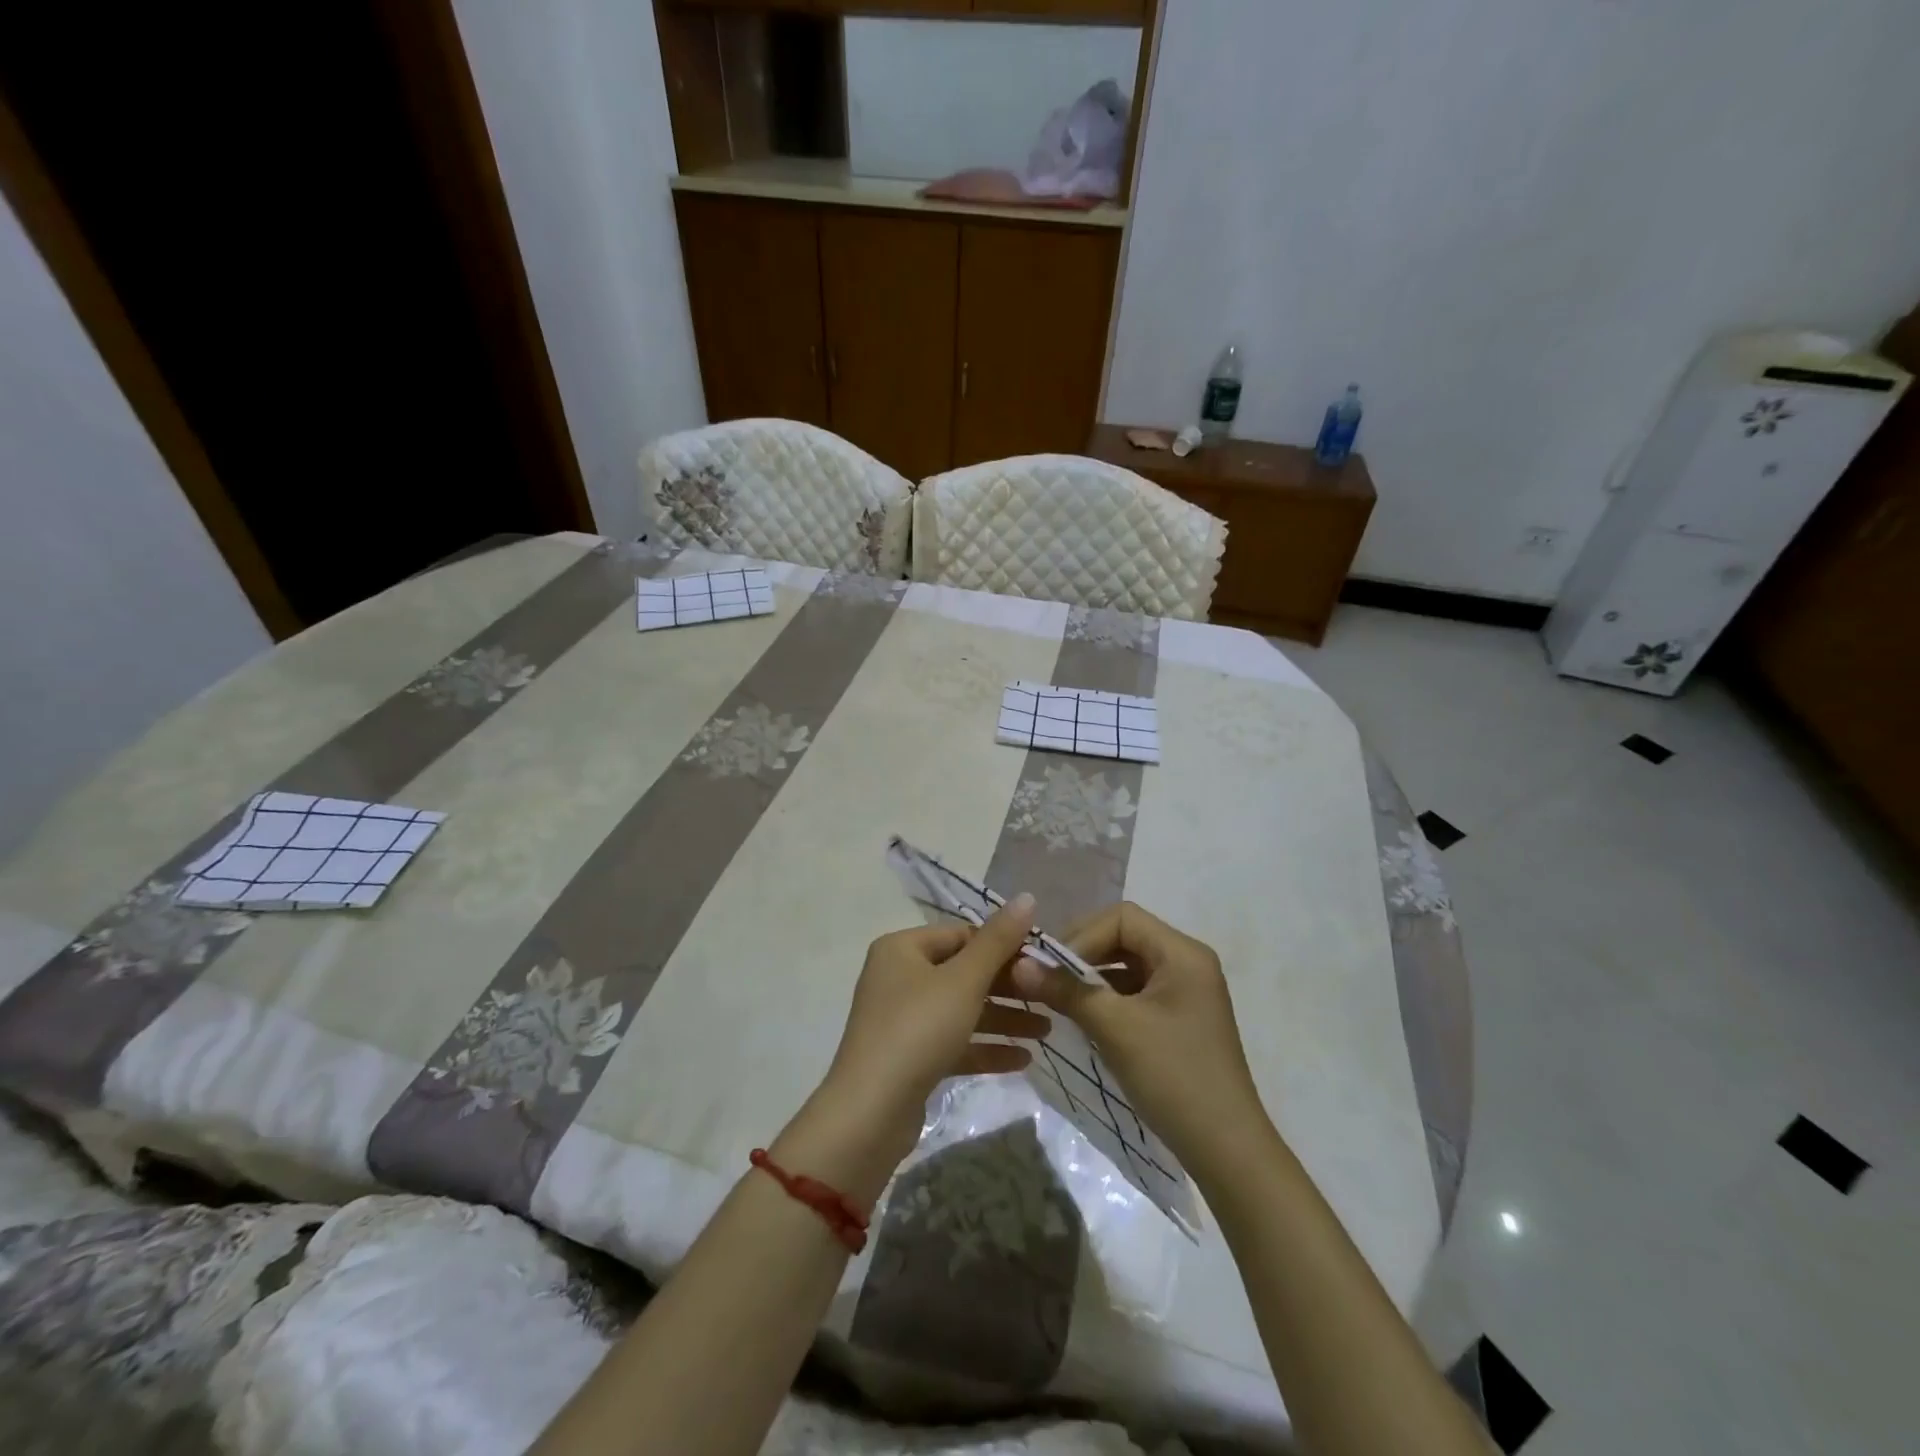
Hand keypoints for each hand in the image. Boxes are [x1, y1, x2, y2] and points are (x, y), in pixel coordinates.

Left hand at [777, 896, 1048, 1206]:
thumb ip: (998, 941)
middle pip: (963, 973)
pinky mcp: (910, 1058)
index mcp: (902, 948)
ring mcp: (903, 1020)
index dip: (1003, 945)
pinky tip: (1024, 1059)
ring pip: (962, 1010)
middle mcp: (899, 977)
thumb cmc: (918, 1030)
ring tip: (1047, 1031)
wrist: (870, 1114)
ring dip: (1003, 1019)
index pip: (961, 934)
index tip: (1042, 962)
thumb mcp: (964, 981)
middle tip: (1050, 998)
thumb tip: (1027, 897)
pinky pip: (954, 1043)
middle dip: (1008, 987)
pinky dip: (985, 1048)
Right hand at [1011, 902, 1270, 1185]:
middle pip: (1124, 937)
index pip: (1122, 918)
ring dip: (1091, 977)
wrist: (1227, 1151)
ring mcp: (1185, 992)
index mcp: (1183, 953)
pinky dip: (1107, 998)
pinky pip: (1135, 992)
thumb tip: (1018, 963)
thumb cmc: (1174, 1077)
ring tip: (1058, 998)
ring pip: (1127, 966)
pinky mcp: (1179, 1019)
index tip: (1050, 967)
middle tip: (1046, 979)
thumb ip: (1067, 990)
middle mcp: (1187, 962)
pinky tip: (1083, 1018)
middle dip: (1083, 954)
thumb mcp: (1116, 1028)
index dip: (1082, 935)